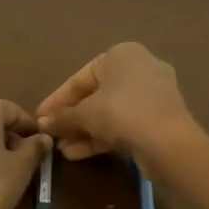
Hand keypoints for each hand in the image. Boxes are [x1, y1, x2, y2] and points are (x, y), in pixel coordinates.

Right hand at [35, 43, 194, 161]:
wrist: (169, 142)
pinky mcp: (158, 119)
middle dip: (71, 117)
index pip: (80, 78)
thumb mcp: (85, 114)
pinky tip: (78, 153)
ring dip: (84, 130)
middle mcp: (139, 68)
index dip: (57, 100)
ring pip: (109, 112)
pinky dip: (102, 136)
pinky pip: (124, 123)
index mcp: (121, 54)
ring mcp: (152, 94)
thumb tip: (42, 124)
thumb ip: (62, 117)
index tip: (40, 117)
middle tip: (51, 134)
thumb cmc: (122, 113)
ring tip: (62, 149)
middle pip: (95, 95)